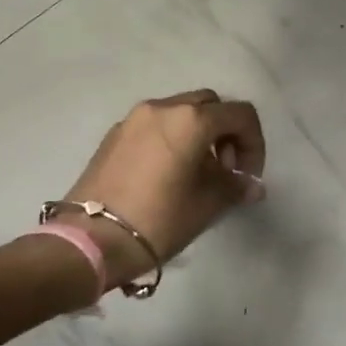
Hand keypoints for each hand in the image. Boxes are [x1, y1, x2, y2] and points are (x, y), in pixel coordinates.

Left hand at [57, 90, 266, 287]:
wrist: (91, 240)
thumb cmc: (159, 221)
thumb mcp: (206, 206)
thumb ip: (235, 187)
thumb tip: (252, 185)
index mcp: (190, 120)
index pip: (240, 115)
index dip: (254, 144)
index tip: (247, 176)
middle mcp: (162, 108)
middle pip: (209, 106)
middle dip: (226, 133)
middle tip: (224, 171)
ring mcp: (134, 119)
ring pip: (180, 113)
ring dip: (199, 136)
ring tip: (197, 175)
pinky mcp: (114, 135)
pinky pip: (155, 126)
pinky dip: (172, 140)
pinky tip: (168, 176)